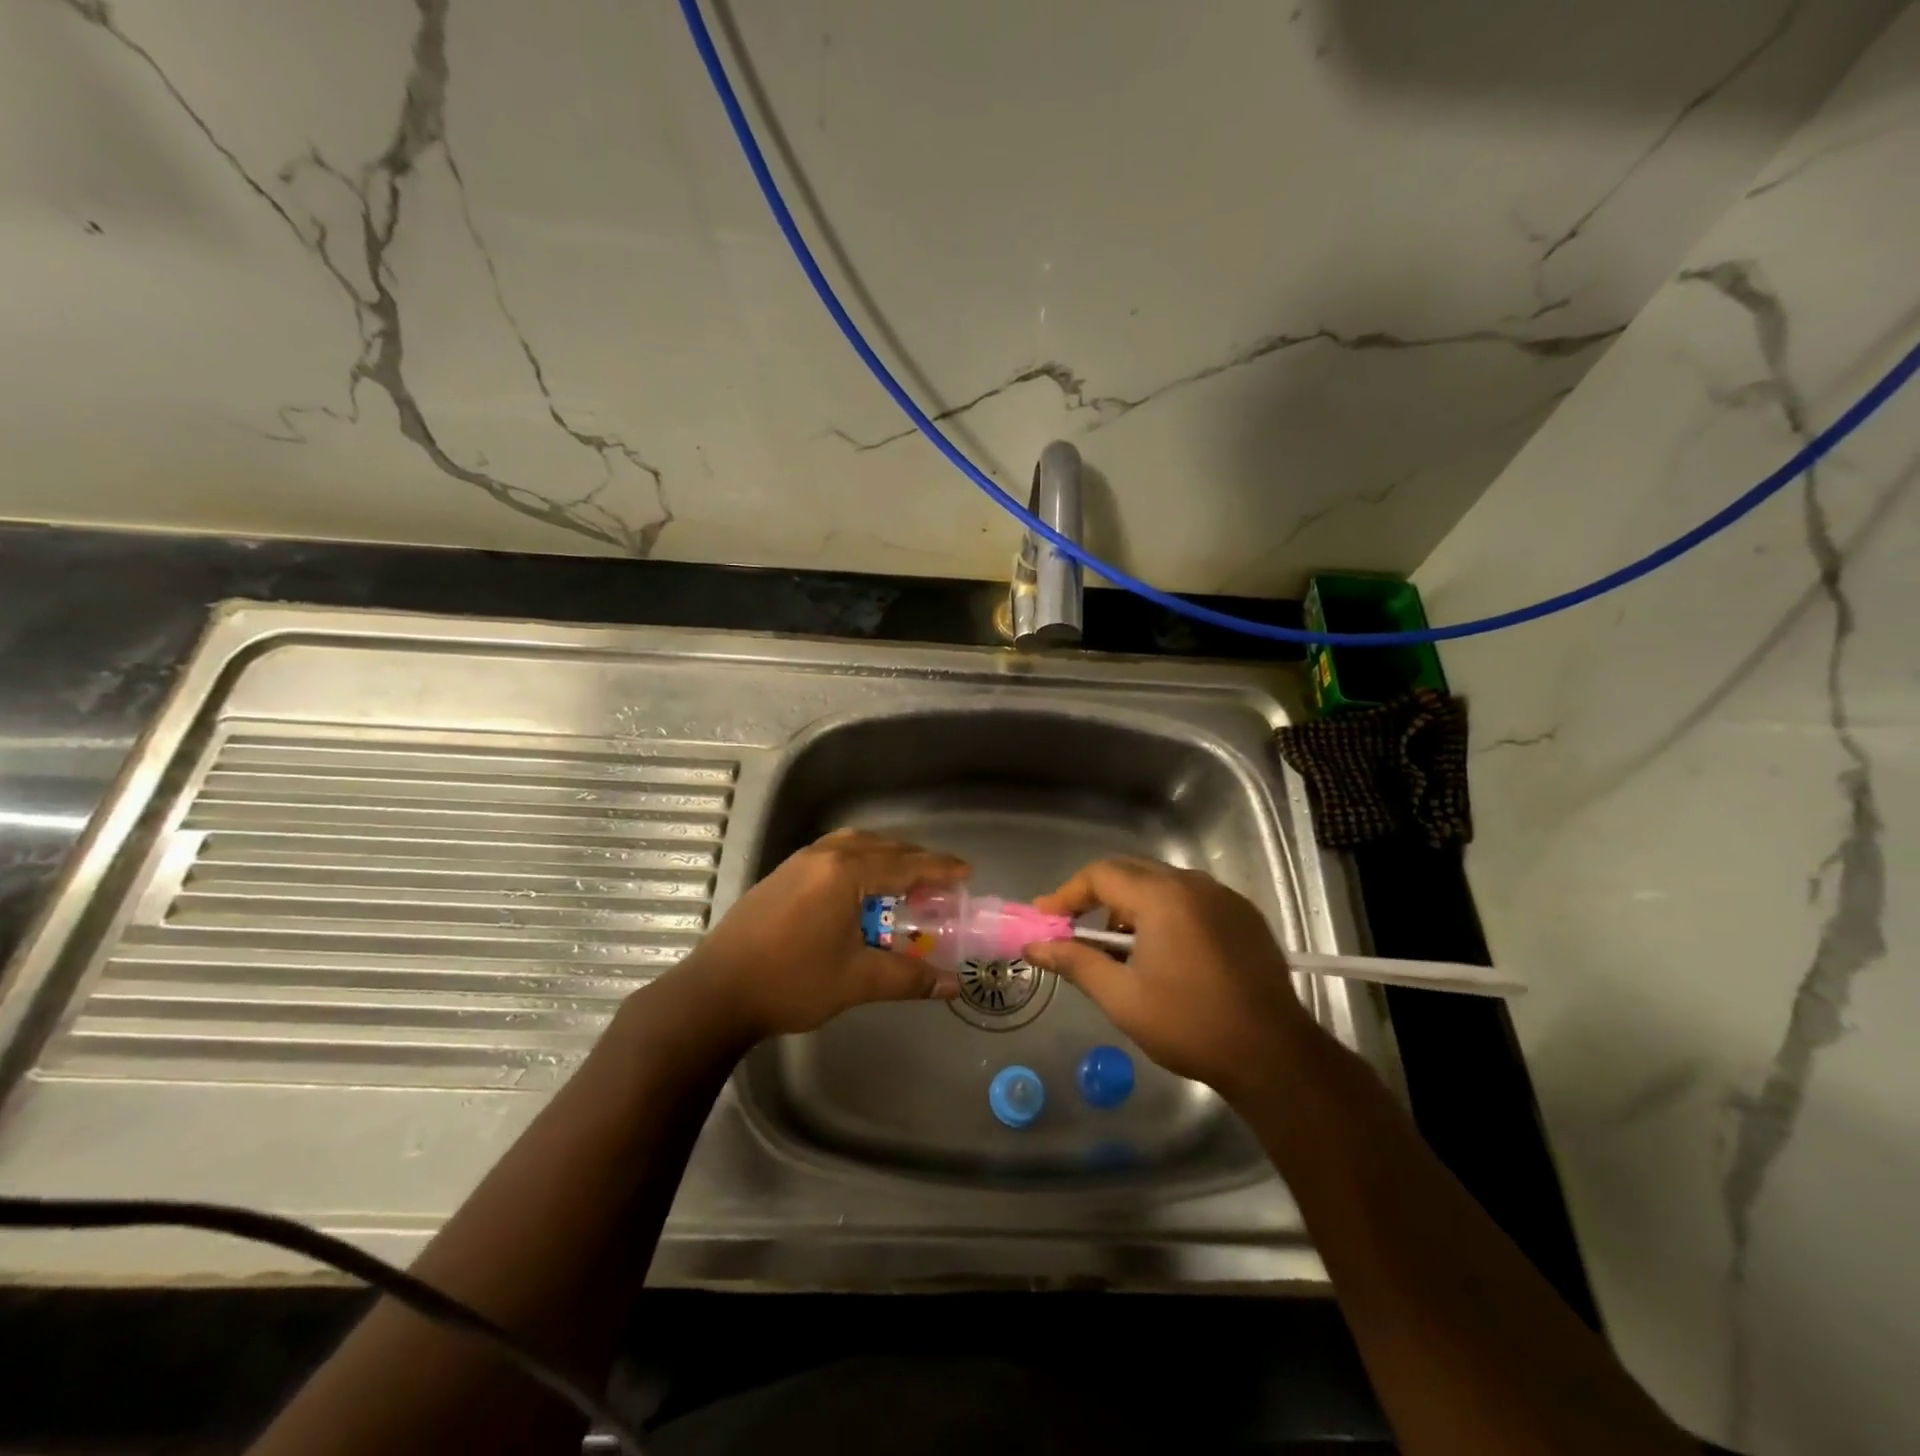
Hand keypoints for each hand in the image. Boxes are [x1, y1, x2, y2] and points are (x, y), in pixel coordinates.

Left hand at [678, 828, 969, 1039]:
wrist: (716, 992)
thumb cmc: (791, 982)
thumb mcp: (857, 981)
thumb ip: (909, 978)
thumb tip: (952, 986)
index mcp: (845, 873)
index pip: (905, 864)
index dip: (939, 868)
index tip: (966, 871)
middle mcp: (823, 856)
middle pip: (881, 847)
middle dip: (914, 860)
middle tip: (940, 882)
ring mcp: (798, 863)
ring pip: (854, 846)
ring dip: (884, 857)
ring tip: (904, 881)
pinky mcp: (782, 876)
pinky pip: (833, 854)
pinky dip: (859, 862)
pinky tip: (860, 890)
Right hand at [1022, 858, 1315, 1098]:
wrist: (1273, 1056)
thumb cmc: (1189, 1025)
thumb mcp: (1122, 997)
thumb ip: (1075, 962)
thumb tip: (1035, 946)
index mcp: (1162, 897)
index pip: (1100, 874)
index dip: (1067, 894)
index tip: (1046, 919)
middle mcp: (1194, 884)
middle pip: (1131, 871)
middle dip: (1096, 896)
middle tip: (1074, 928)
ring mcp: (1224, 897)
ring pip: (1162, 883)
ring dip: (1132, 905)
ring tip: (1120, 947)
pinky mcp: (1244, 916)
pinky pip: (1191, 898)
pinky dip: (1165, 913)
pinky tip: (1164, 951)